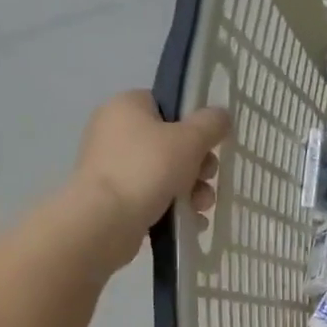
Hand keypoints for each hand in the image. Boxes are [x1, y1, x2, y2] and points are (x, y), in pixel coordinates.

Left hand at [72, 91, 229, 263]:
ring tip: (201, 206)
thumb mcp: (190, 140)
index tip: (209, 144)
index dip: (193, 124)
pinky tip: (192, 221)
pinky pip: (153, 196)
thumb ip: (211, 124)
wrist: (105, 220)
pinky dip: (174, 207)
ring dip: (192, 190)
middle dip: (198, 165)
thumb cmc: (147, 169)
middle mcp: (115, 132)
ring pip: (166, 173)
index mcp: (126, 106)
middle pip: (171, 143)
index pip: (167, 106)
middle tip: (207, 178)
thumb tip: (221, 115)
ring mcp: (113, 166)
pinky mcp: (115, 197)